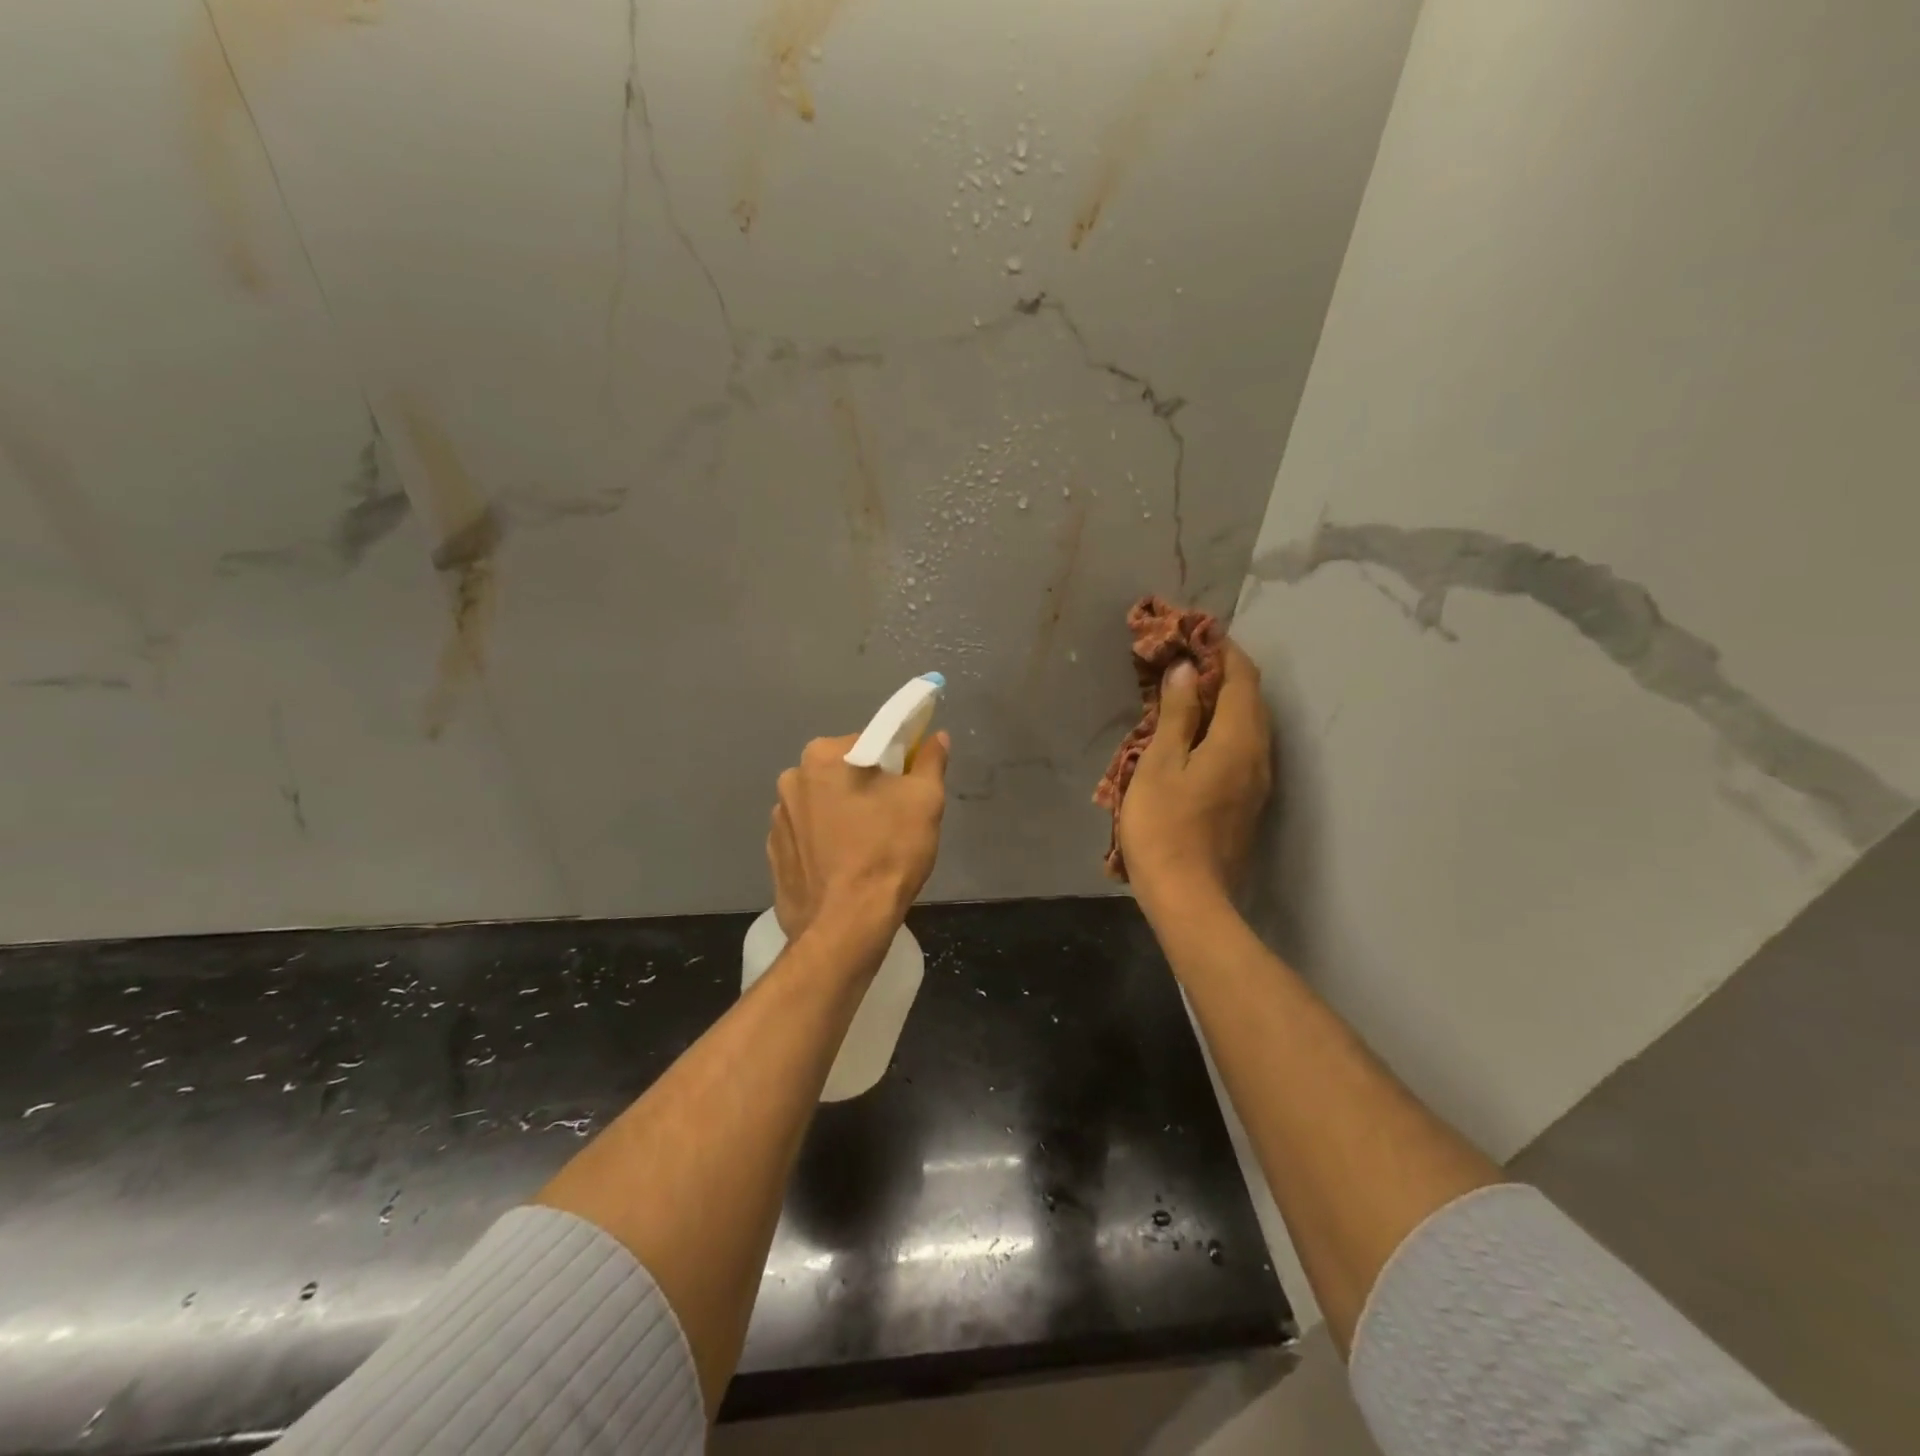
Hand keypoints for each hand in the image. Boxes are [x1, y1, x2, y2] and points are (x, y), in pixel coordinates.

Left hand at [767, 731, 949, 942]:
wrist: (845, 927)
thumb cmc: (887, 853)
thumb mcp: (924, 801)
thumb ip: (930, 761)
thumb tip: (936, 737)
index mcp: (823, 756)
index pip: (870, 742)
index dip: (896, 762)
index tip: (910, 787)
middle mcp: (792, 779)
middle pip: (843, 772)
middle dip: (868, 788)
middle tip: (894, 819)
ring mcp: (777, 819)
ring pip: (824, 804)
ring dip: (844, 815)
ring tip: (869, 848)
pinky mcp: (774, 854)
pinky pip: (808, 836)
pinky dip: (826, 843)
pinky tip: (845, 867)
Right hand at [1119, 638, 1271, 912]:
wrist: (1189, 896)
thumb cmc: (1164, 826)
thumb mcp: (1160, 764)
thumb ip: (1175, 714)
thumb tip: (1186, 671)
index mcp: (1238, 739)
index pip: (1242, 678)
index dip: (1222, 651)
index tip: (1196, 634)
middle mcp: (1258, 755)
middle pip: (1251, 699)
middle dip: (1223, 673)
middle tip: (1185, 662)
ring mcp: (1257, 781)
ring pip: (1248, 725)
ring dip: (1223, 702)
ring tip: (1185, 694)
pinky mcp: (1248, 802)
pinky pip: (1242, 748)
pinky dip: (1222, 728)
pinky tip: (1194, 736)